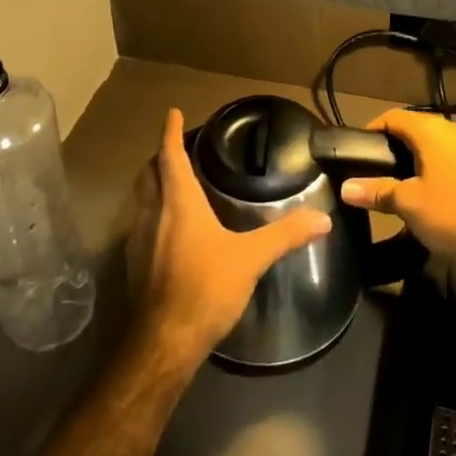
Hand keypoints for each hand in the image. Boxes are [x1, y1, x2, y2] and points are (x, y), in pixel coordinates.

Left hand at [127, 108, 331, 371]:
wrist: (162, 343)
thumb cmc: (205, 288)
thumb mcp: (250, 259)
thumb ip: (285, 235)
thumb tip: (323, 219)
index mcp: (178, 202)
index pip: (170, 155)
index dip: (171, 132)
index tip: (172, 113)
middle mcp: (152, 213)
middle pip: (150, 173)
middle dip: (161, 156)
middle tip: (178, 148)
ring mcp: (137, 239)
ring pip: (142, 199)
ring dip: (155, 185)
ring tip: (175, 184)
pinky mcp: (133, 264)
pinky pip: (140, 224)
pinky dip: (152, 213)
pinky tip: (169, 230)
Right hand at [338, 109, 455, 266]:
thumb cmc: (451, 214)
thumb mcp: (408, 204)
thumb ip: (376, 192)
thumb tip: (345, 188)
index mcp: (433, 131)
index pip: (394, 117)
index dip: (373, 128)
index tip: (359, 148)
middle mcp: (455, 130)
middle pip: (417, 128)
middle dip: (396, 145)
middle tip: (377, 167)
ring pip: (438, 144)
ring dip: (420, 157)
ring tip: (401, 180)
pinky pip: (455, 158)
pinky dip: (439, 167)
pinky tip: (432, 190)